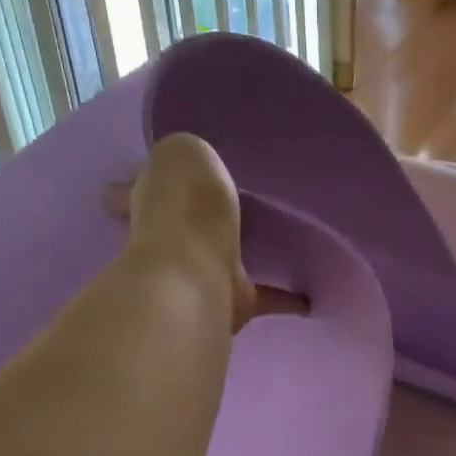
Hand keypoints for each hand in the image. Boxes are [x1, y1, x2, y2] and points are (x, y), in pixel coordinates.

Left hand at [108, 133, 306, 331]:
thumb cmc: (186, 207)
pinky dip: (285, 296)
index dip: (148, 176)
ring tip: (278, 240)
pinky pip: (265, 294)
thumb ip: (191, 155)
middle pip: (185, 222)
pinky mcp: (232, 302)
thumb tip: (196, 164)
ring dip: (241, 254)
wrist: (195, 273)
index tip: (163, 170)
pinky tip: (310, 295)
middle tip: (235, 201)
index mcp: (156, 196)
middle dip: (198, 215)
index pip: (144, 182)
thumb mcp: (185, 154)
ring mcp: (201, 272)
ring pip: (223, 258)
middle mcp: (171, 238)